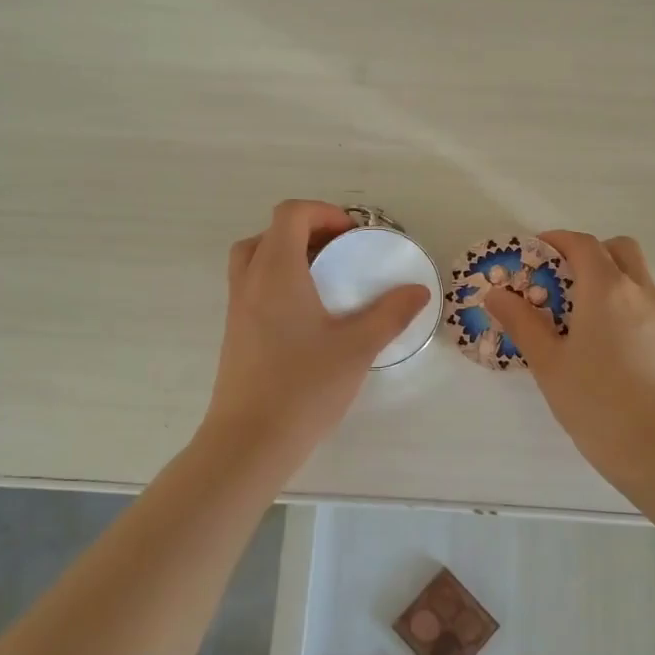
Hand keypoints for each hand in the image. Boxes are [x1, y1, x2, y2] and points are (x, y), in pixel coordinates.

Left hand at [197, 200, 431, 471]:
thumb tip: (419, 291)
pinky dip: (277, 282)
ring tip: (325, 282)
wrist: (249, 441)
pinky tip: (308, 317)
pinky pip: (253, 287)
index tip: (353, 236)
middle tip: (339, 254)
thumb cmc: (304, 387)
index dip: (323, 213)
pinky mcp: (235, 333)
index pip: (291, 214)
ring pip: (255, 260)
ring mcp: (237, 308)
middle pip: (269, 234)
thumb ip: (391, 314)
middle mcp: (250, 281)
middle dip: (306, 232)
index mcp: (276, 271)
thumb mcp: (358, 348)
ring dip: (288, 257)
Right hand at [484, 232, 654, 476]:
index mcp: (607, 289)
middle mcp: (637, 291)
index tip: (531, 253)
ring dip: (604, 273)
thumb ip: (521, 321)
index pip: (582, 244)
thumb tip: (495, 294)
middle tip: (556, 277)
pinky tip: (593, 333)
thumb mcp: (548, 361)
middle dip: (586, 252)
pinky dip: (617, 296)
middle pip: (616, 249)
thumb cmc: (595, 400)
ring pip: (633, 272)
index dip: (555, 240)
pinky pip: (639, 298)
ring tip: (571, 308)